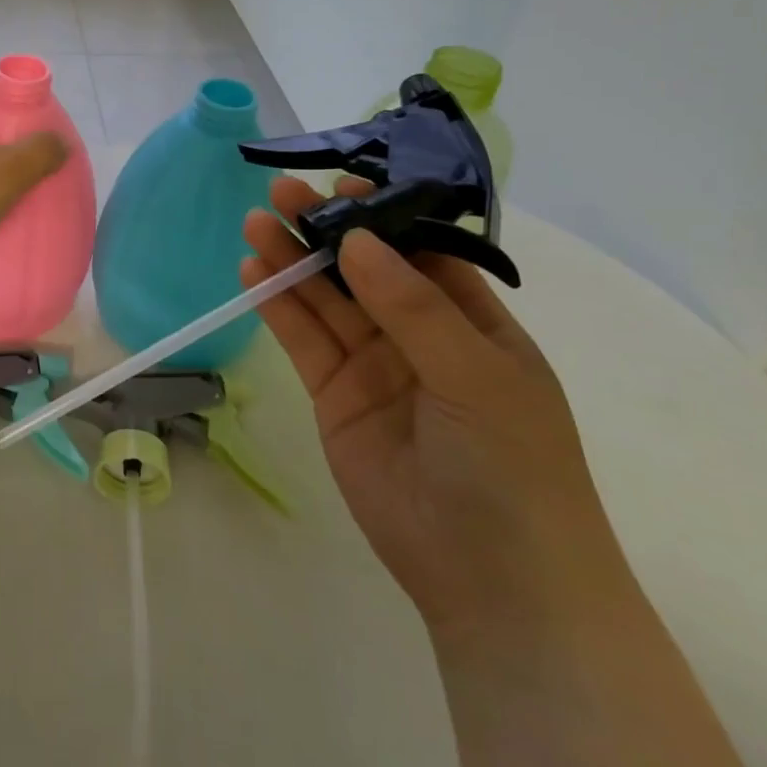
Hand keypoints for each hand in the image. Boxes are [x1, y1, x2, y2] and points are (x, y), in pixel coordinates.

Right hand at [243, 177, 636, 641]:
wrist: (493, 583)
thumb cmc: (512, 469)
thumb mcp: (476, 377)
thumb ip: (413, 307)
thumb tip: (357, 240)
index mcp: (472, 323)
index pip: (422, 252)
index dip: (382, 215)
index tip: (343, 183)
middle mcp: (419, 336)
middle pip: (363, 269)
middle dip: (325, 230)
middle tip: (281, 192)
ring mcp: (373, 365)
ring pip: (325, 300)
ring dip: (292, 261)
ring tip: (256, 223)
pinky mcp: (333, 395)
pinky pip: (302, 340)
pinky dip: (278, 306)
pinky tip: (254, 271)